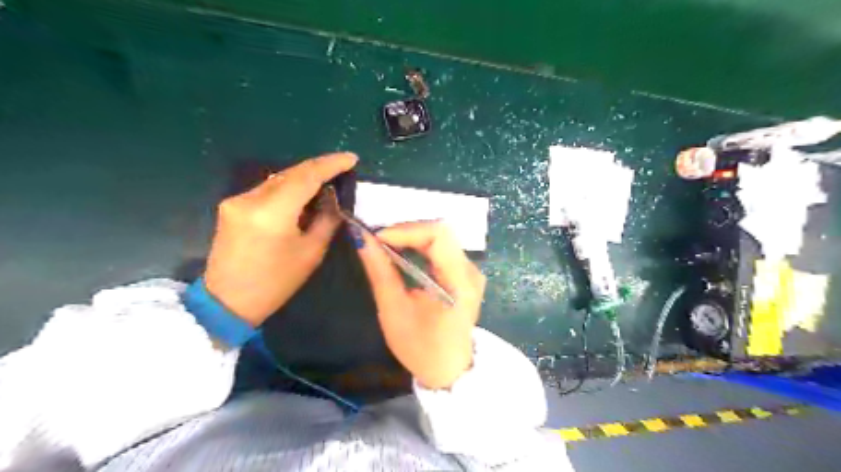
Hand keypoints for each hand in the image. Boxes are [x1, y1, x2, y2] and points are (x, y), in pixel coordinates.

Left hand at [207, 153, 361, 325]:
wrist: (228, 302)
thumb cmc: (276, 282)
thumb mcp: (311, 252)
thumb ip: (326, 219)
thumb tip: (332, 197)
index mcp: (272, 212)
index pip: (306, 176)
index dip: (331, 164)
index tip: (351, 158)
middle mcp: (250, 198)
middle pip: (291, 173)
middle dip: (318, 169)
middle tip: (342, 169)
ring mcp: (236, 200)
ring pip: (278, 180)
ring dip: (303, 179)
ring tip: (325, 184)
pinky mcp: (231, 206)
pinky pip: (266, 190)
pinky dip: (287, 189)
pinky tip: (300, 197)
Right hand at [354, 221, 486, 390]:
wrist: (449, 370)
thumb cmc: (421, 348)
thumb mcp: (394, 311)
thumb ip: (380, 272)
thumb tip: (363, 239)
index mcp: (459, 282)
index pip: (438, 235)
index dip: (406, 230)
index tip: (377, 237)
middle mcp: (471, 270)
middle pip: (440, 232)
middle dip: (406, 231)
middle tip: (378, 240)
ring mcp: (471, 271)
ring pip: (441, 237)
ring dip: (412, 237)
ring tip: (385, 246)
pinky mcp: (465, 273)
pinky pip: (442, 248)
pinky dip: (419, 246)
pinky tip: (402, 253)